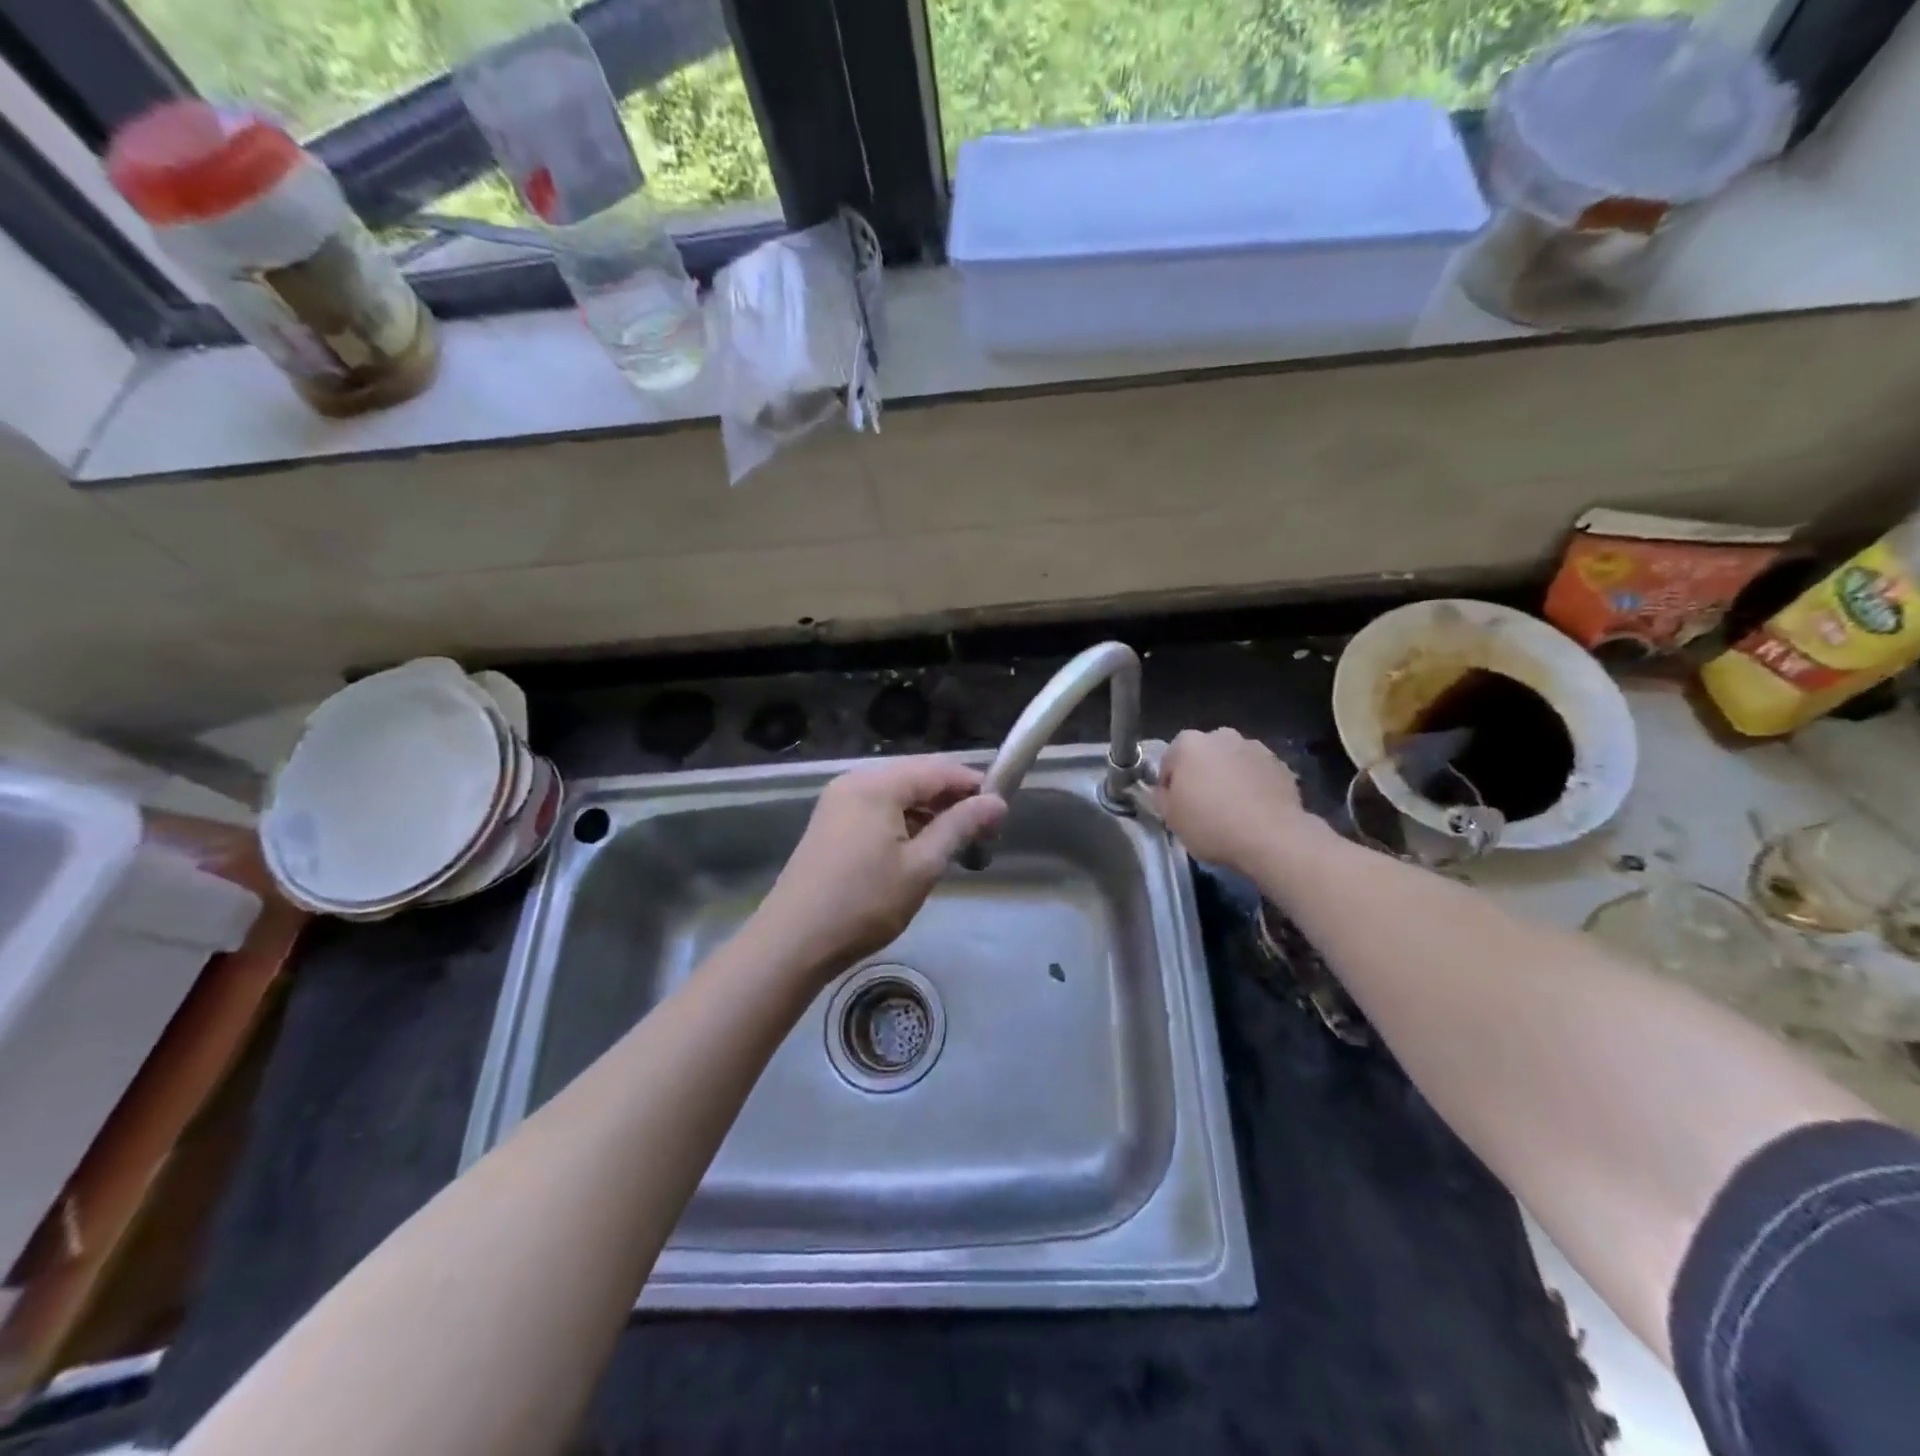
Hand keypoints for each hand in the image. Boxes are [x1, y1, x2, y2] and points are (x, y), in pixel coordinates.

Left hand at [753, 757, 1006, 978]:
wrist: (793, 941)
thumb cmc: (864, 903)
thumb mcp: (921, 866)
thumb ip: (960, 827)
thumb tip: (997, 802)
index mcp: (877, 785)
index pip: (938, 769)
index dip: (973, 785)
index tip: (1001, 813)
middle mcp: (855, 782)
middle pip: (916, 778)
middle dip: (952, 800)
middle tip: (982, 833)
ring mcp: (838, 802)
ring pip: (897, 795)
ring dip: (929, 813)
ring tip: (956, 844)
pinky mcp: (830, 824)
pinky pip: (878, 810)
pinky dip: (904, 822)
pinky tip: (920, 849)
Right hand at [1154, 728, 1314, 873]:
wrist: (1272, 837)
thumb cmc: (1211, 825)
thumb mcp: (1171, 818)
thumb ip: (1161, 797)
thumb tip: (1165, 790)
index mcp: (1188, 744)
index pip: (1169, 762)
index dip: (1170, 785)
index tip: (1176, 806)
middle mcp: (1221, 736)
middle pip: (1203, 756)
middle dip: (1202, 775)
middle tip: (1203, 806)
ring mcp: (1254, 747)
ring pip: (1232, 762)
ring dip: (1229, 778)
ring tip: (1232, 810)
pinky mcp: (1280, 764)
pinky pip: (1257, 773)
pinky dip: (1253, 786)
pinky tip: (1254, 811)